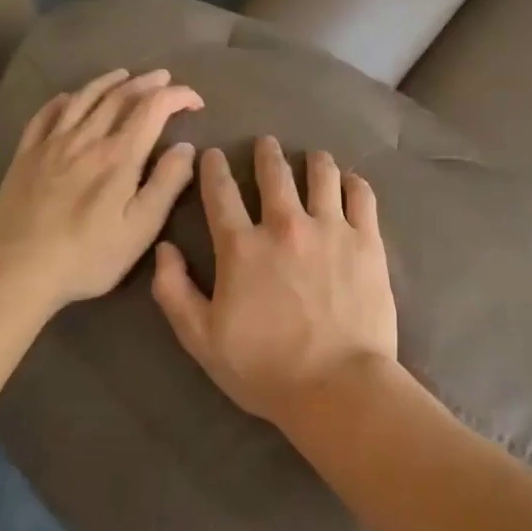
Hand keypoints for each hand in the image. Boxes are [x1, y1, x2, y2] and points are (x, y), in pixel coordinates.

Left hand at [0, 68, 201, 312]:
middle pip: (120, 97)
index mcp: (119, 155)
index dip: (177, 97)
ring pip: (83, 99)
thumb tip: (185, 147)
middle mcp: (86, 139)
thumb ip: (167, 184)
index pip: (153, 109)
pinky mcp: (26, 156)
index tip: (195, 101)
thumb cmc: (88, 255)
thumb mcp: (141, 228)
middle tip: (164, 78)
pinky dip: (62, 101)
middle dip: (147, 83)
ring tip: (123, 75)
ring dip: (107, 82)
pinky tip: (68, 97)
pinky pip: (45, 116)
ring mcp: (52, 144)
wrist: (17, 268)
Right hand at [152, 136, 397, 427]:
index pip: (221, 193)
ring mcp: (331, 229)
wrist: (337, 386)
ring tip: (313, 157)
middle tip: (266, 143)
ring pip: (322, 175)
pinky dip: (353, 183)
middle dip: (266, 153)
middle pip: (274, 173)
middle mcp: (285, 225)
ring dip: (313, 161)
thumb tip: (164, 248)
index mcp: (242, 247)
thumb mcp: (201, 339)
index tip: (214, 154)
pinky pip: (361, 196)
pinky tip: (349, 183)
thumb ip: (174, 291)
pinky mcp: (367, 241)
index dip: (214, 168)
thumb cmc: (265, 368)